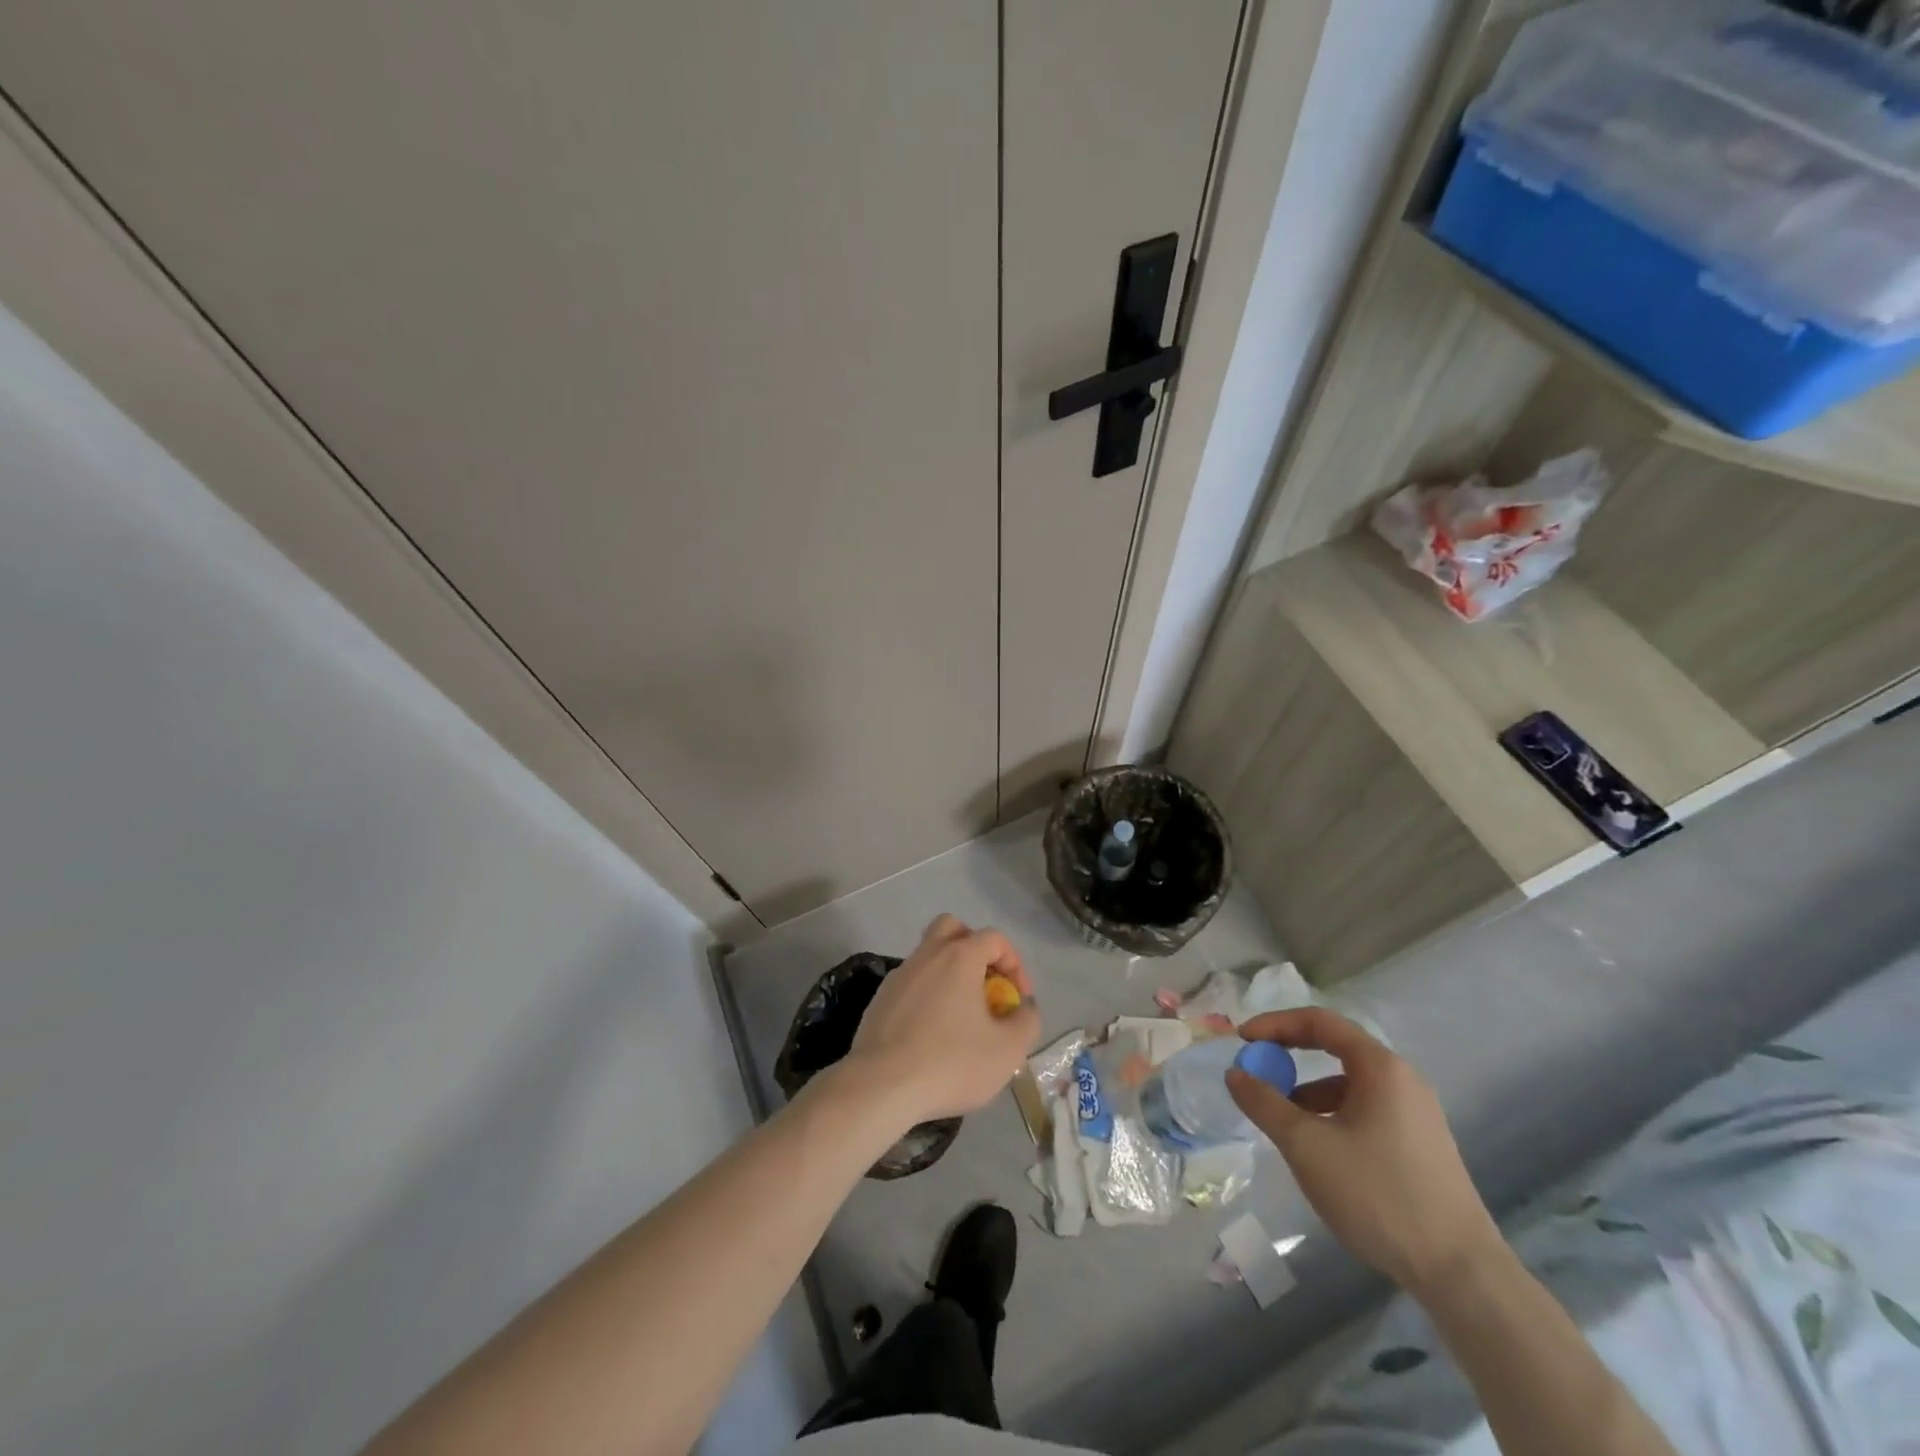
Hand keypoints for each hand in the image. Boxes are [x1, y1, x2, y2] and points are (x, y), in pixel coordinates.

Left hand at [843, 914, 1041, 1127]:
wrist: (880, 1087)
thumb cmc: (950, 1063)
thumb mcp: (1007, 1050)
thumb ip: (1027, 1021)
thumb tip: (1023, 1008)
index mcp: (959, 957)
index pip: (994, 938)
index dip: (1015, 964)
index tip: (1018, 1000)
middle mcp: (926, 955)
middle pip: (953, 930)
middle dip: (975, 950)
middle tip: (984, 985)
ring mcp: (899, 976)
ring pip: (928, 956)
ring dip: (949, 975)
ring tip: (961, 1016)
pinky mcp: (879, 1000)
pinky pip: (910, 984)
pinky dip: (926, 996)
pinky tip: (931, 1033)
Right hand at [1227, 1007, 1502, 1295]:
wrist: (1460, 1273)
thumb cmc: (1378, 1194)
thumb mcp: (1307, 1146)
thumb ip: (1265, 1103)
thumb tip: (1235, 1073)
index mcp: (1380, 1067)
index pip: (1319, 1022)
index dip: (1275, 1024)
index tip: (1242, 1040)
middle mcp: (1402, 1080)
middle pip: (1336, 1048)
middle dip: (1290, 1056)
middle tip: (1257, 1071)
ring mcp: (1416, 1114)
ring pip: (1349, 1084)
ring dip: (1309, 1092)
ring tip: (1282, 1121)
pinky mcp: (1420, 1146)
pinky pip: (1365, 1111)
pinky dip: (1332, 1115)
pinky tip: (1319, 1151)